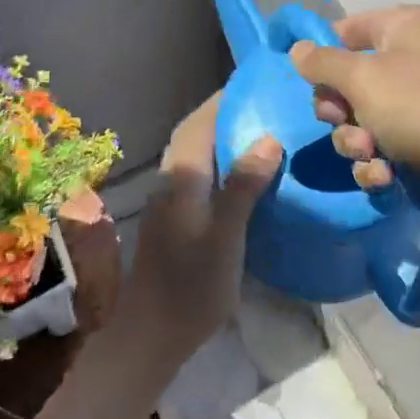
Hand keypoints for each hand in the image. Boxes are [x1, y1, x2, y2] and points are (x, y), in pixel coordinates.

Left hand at [112, 94, 280, 370]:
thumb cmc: (191, 285)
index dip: (222, 100)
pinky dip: (218, 161)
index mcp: (182, 177)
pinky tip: (242, 174)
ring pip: (194, 154)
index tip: (252, 83)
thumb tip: (268, 138)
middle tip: (262, 104)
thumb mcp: (226, 236)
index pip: (200, 123)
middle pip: (194, 134)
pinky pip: (198, 174)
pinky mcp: (174, 219)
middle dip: (222, 114)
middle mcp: (171, 180)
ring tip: (258, 130)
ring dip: (219, 136)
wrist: (151, 335)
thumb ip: (243, 186)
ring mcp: (169, 201)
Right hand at [290, 6, 419, 223]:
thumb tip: (297, 48)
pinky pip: (384, 147)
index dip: (322, 56)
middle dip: (340, 111)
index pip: (344, 30)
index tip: (306, 83)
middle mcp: (412, 59)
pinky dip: (379, 164)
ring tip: (371, 156)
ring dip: (356, 143)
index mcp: (403, 28)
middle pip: (349, 80)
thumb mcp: (365, 79)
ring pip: (362, 120)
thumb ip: (323, 63)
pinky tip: (386, 178)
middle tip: (344, 123)